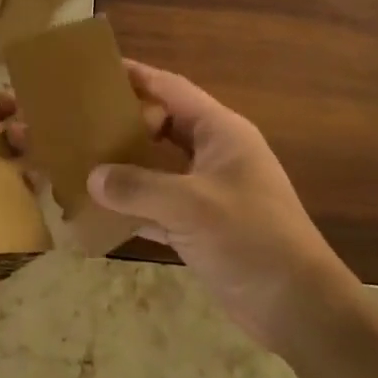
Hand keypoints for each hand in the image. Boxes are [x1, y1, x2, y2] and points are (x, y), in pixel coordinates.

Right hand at [88, 61, 359, 351]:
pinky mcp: (203, 226)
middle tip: (79, 120)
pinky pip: (159, 205)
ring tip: (81, 159)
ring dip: (125, 166)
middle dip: (124, 122)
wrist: (298, 308)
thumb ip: (137, 187)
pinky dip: (133, 206)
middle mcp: (215, 154)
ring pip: (159, 167)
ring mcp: (209, 192)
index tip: (96, 70)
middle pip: (162, 126)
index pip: (171, 90)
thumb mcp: (191, 206)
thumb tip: (93, 176)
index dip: (136, 76)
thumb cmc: (250, 239)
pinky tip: (100, 211)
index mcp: (221, 132)